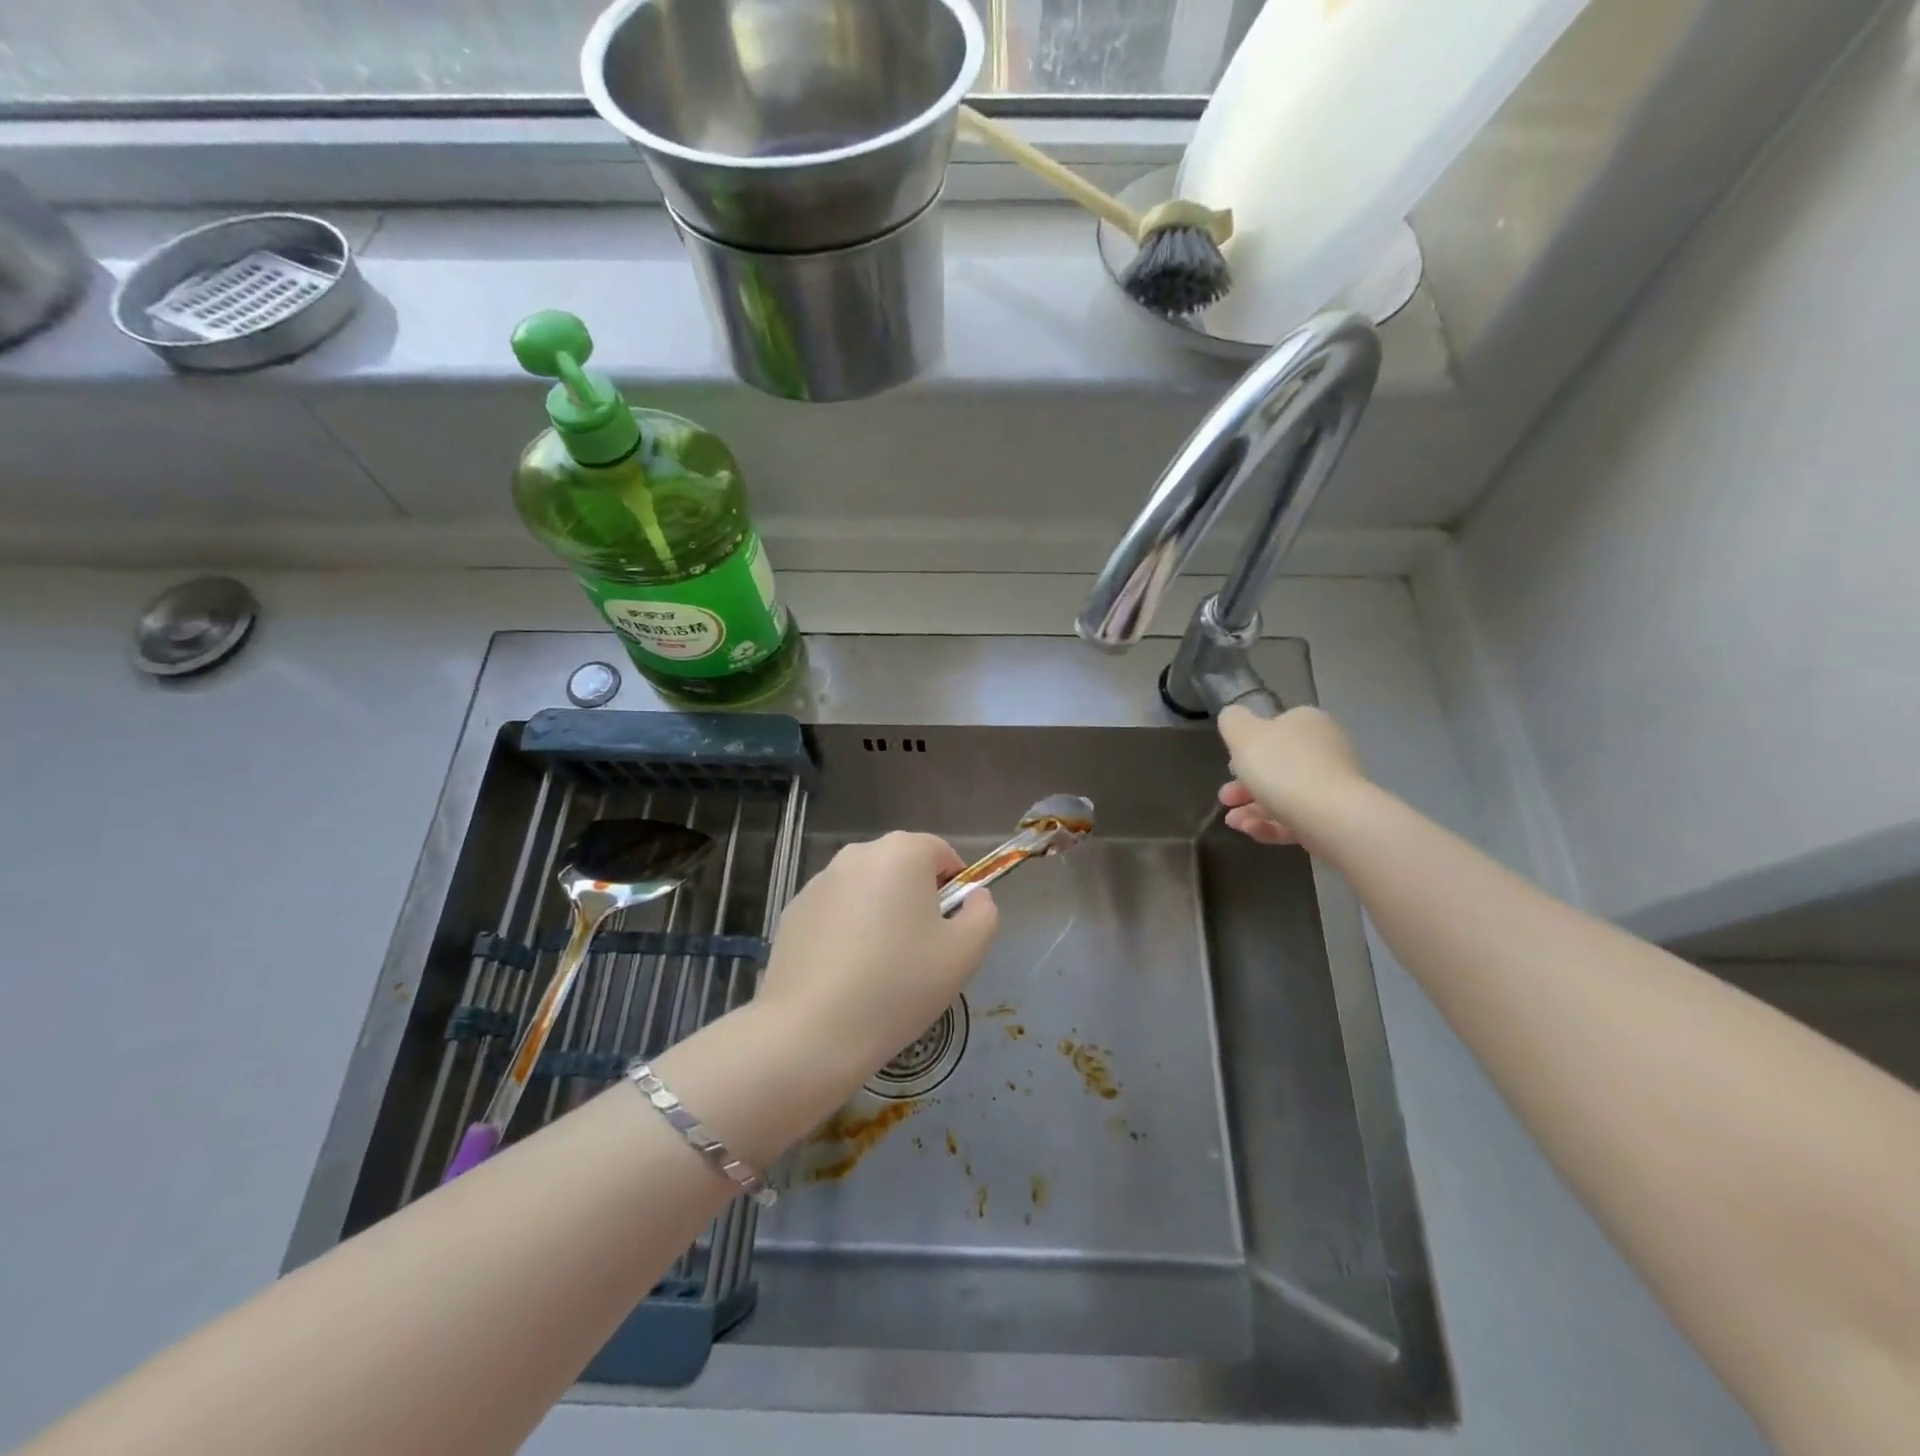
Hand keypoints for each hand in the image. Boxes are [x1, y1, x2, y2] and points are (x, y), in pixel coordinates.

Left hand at [756, 832, 998, 1076]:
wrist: (811, 1031)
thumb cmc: (899, 985)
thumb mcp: (965, 953)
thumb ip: (983, 913)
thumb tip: (974, 897)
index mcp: (903, 852)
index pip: (942, 854)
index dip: (955, 889)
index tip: (951, 931)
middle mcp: (858, 854)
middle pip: (902, 868)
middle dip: (916, 900)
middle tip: (920, 953)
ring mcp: (819, 881)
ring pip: (867, 890)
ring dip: (880, 914)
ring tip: (880, 968)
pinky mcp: (793, 910)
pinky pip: (836, 911)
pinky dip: (847, 931)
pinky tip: (845, 975)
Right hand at [1216, 704, 1367, 850]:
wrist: (1331, 816)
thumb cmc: (1282, 767)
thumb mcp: (1243, 734)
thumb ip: (1232, 721)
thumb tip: (1233, 716)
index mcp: (1307, 723)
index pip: (1275, 728)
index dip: (1247, 747)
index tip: (1229, 766)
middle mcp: (1325, 749)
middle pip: (1276, 766)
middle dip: (1244, 785)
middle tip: (1225, 798)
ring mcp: (1332, 785)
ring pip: (1284, 795)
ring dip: (1252, 808)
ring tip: (1233, 822)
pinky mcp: (1335, 817)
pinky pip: (1297, 818)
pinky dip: (1271, 824)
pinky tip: (1251, 831)